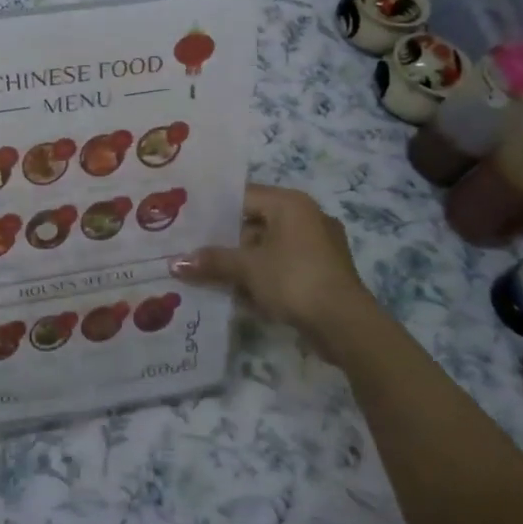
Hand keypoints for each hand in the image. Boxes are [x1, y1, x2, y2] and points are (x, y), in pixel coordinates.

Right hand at [173, 184, 377, 357]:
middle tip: (195, 250)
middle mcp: (307, 216)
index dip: (214, 210)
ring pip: (269, 247)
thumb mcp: (248, 268)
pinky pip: (284, 266)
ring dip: (244, 262)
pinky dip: (264, 276)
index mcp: (290, 203)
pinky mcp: (323, 272)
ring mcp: (319, 245)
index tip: (189, 222)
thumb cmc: (295, 280)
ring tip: (211, 274)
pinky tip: (241, 293)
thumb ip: (212, 261)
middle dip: (227, 241)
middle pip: (255, 222)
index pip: (243, 196)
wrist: (347, 326)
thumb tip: (175, 264)